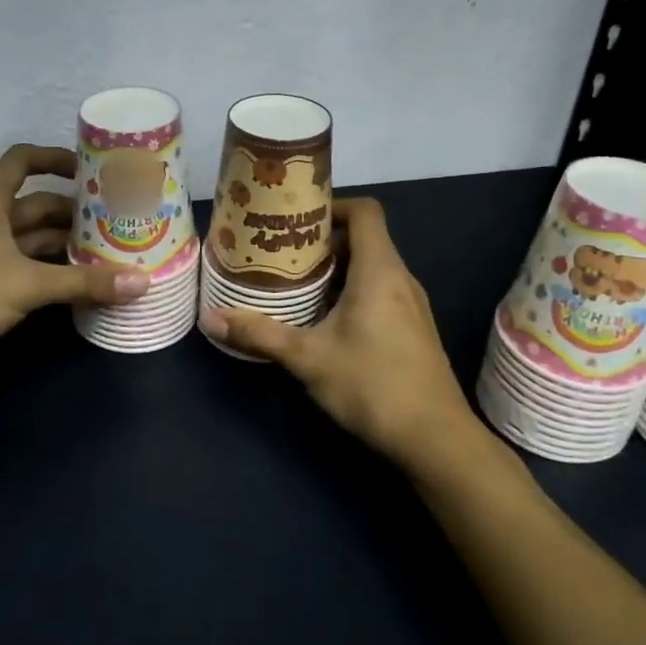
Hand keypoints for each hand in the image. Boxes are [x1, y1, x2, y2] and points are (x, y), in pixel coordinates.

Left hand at [0, 144, 149, 380]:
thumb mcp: (26, 285)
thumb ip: (84, 282)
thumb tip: (142, 281)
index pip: (23, 160)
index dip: (55, 158)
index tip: (91, 171)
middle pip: (35, 204)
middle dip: (74, 212)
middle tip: (117, 221)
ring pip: (30, 237)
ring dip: (64, 244)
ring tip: (107, 252)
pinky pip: (22, 264)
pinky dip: (48, 269)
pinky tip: (77, 282)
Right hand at [200, 198, 501, 479]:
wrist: (435, 439)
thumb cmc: (372, 385)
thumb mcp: (308, 358)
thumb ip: (259, 334)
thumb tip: (210, 317)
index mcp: (379, 271)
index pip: (364, 211)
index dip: (332, 205)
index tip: (295, 218)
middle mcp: (400, 279)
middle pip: (365, 238)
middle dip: (323, 241)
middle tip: (283, 252)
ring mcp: (411, 305)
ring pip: (372, 267)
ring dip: (336, 269)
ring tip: (296, 282)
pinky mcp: (413, 329)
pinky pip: (380, 291)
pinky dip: (351, 291)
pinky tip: (324, 318)